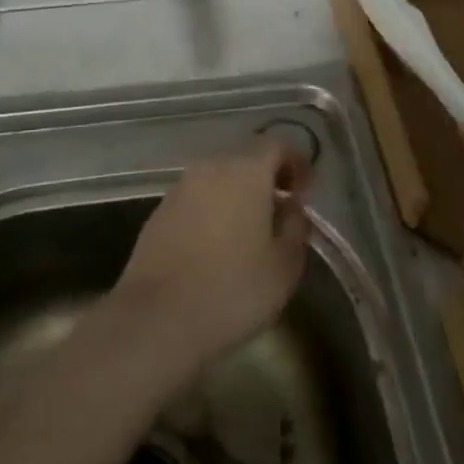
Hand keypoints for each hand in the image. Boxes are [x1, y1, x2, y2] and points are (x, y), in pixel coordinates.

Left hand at [110, 137, 314, 381]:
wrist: (157, 318)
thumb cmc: (233, 290)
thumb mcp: (285, 265)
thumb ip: (296, 227)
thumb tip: (292, 207)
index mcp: (246, 171)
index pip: (277, 145)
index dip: (296, 162)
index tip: (306, 190)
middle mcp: (211, 167)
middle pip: (246, 159)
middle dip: (267, 179)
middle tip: (282, 212)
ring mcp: (180, 188)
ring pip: (218, 179)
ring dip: (238, 196)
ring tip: (251, 233)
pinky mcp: (159, 211)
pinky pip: (197, 199)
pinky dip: (213, 211)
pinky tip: (217, 247)